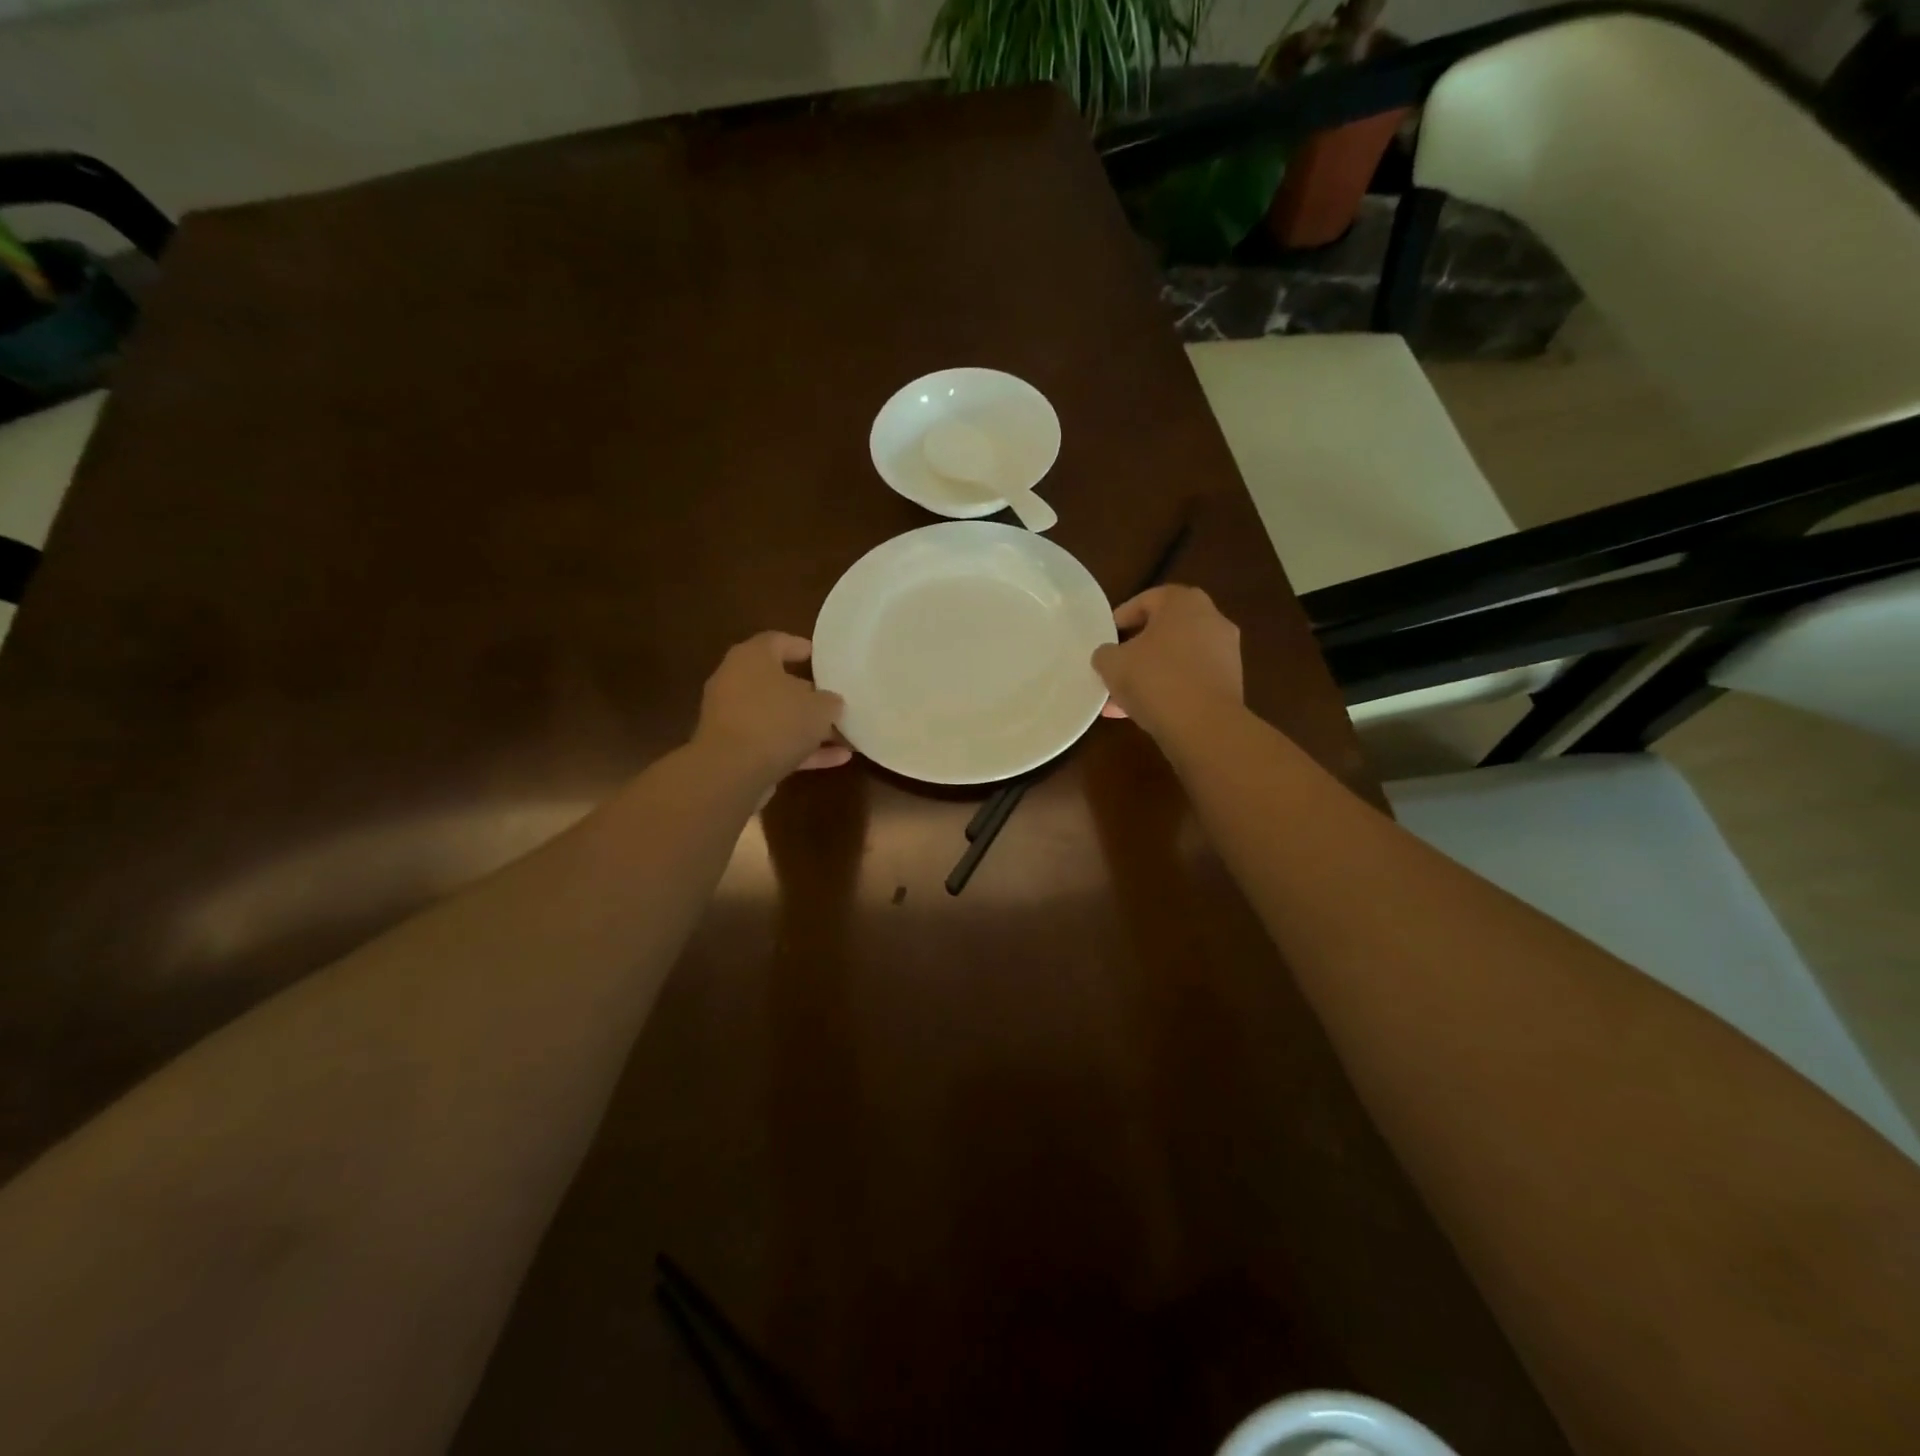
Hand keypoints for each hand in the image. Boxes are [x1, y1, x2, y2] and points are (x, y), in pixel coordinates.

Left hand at [694, 632, 850, 783]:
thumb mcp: (820, 707)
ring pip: (777, 717)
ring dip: (808, 727)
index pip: (777, 641)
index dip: (801, 647)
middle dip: (808, 694)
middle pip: (777, 682)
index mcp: (752, 658)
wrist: (731, 772)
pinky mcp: (735, 750)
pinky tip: (838, 759)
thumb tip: (830, 703)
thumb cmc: (777, 722)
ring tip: (844, 735)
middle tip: (835, 700)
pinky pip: (774, 744)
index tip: (824, 659)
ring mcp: (733, 718)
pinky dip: (802, 750)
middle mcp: (736, 682)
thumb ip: (830, 701)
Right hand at [1092, 585, 1242, 738]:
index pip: (1146, 600)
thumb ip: (1105, 654)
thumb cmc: (1155, 679)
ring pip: (1176, 658)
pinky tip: (1143, 712)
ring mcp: (1225, 652)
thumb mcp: (1112, 664)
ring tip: (1121, 699)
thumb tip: (1108, 656)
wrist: (1205, 725)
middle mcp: (1211, 619)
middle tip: (1114, 667)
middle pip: (1164, 630)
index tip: (1105, 639)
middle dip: (1136, 650)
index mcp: (1183, 602)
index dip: (1121, 618)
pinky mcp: (1230, 683)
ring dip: (1150, 674)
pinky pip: (1190, 680)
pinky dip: (1168, 690)